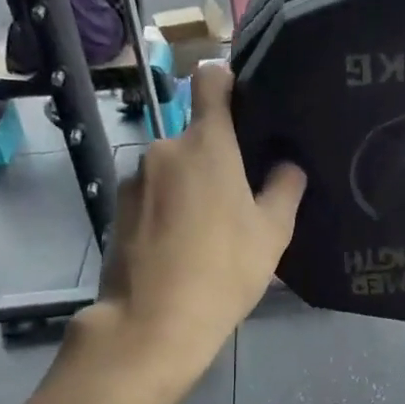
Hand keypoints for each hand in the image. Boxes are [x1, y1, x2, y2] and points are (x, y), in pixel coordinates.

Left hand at [89, 63, 304, 391]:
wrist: (152, 323)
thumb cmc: (223, 271)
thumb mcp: (272, 233)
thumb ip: (285, 188)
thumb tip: (288, 164)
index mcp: (206, 144)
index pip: (211, 80)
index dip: (229, 80)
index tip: (246, 102)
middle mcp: (164, 148)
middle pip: (196, 137)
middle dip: (217, 158)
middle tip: (241, 198)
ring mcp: (135, 180)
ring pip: (173, 169)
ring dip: (191, 187)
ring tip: (210, 231)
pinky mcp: (117, 209)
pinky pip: (153, 196)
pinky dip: (168, 210)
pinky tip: (181, 247)